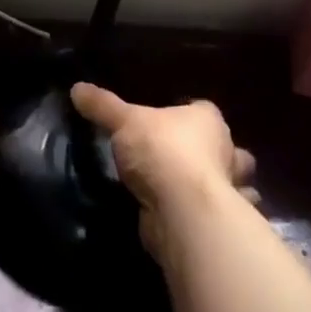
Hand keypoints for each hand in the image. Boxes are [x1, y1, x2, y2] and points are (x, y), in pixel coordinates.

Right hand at [70, 83, 256, 260]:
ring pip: (234, 187)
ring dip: (223, 190)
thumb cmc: (161, 151)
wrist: (181, 210)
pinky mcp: (218, 223)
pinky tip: (191, 219)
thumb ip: (103, 106)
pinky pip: (218, 217)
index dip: (193, 116)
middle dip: (220, 156)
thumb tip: (76, 88)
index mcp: (208, 121)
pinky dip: (210, 219)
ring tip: (193, 192)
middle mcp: (226, 152)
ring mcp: (226, 191)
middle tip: (191, 160)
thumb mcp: (124, 121)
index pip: (205, 111)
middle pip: (229, 151)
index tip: (176, 123)